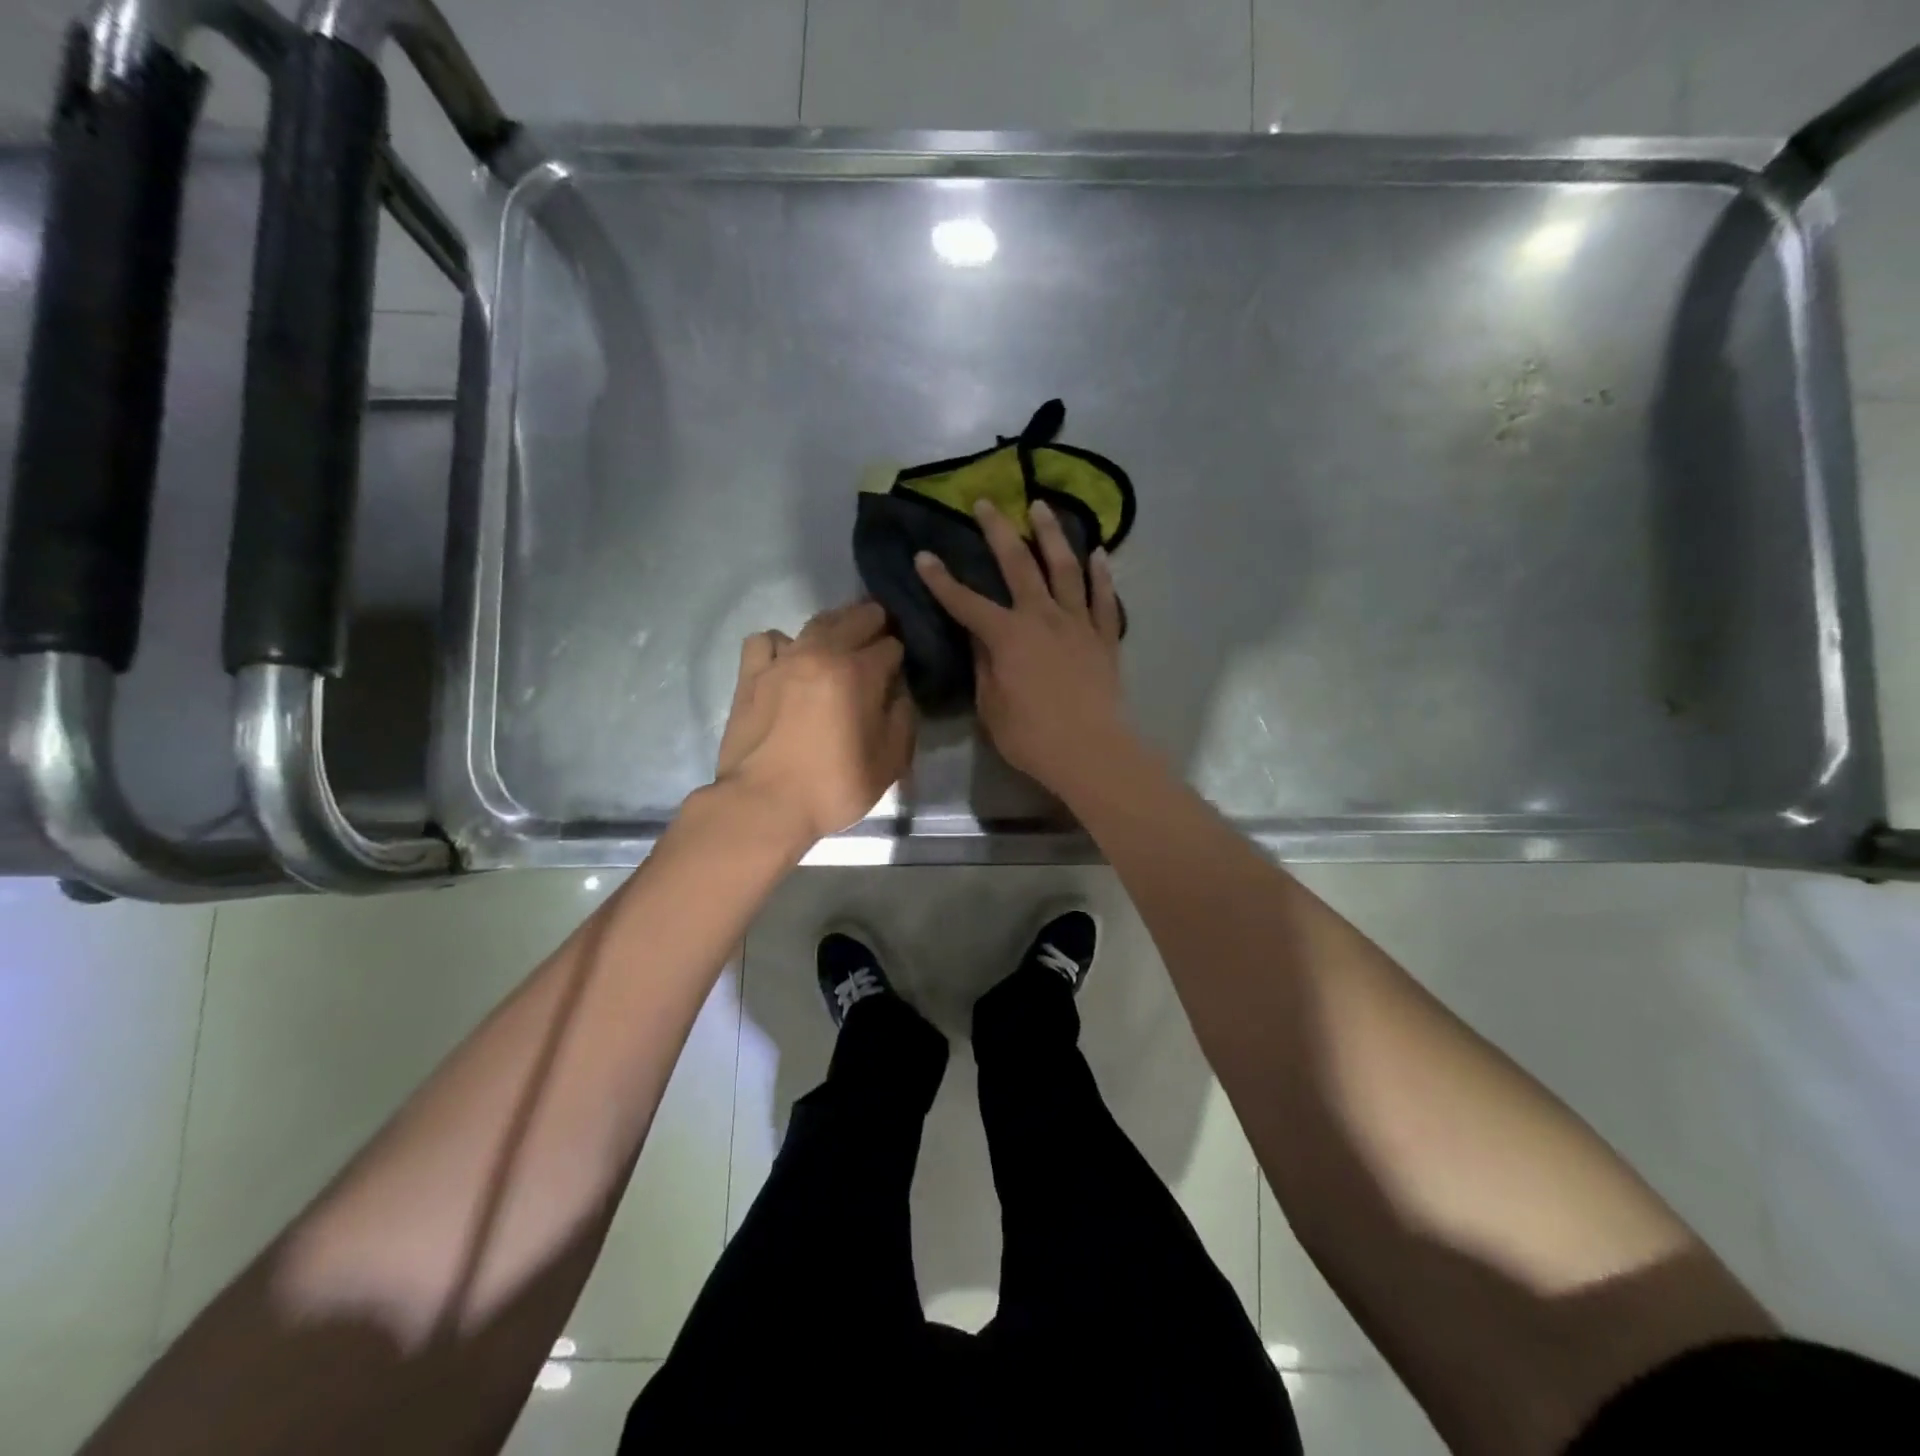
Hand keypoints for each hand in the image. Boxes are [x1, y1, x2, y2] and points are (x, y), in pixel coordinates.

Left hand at [714, 601, 915, 845]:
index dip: (900, 656)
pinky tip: (788, 660)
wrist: (763, 804)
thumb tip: (898, 692)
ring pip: (815, 622)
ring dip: (836, 626)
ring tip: (841, 643)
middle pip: (856, 618)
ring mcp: (782, 660)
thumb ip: (902, 718)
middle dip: (875, 624)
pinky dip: (782, 644)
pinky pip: (767, 640)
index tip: (899, 672)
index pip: (891, 645)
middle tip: (880, 641)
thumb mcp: (889, 762)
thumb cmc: (832, 787)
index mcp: (859, 673)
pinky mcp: (750, 674)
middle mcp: (821, 653)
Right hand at [914, 498, 1131, 794]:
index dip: (941, 579)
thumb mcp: (991, 706)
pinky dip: (1101, 573)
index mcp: (1007, 636)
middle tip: (987, 502)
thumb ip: (984, 666)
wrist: (1092, 751)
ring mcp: (1077, 624)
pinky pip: (1104, 598)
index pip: (965, 602)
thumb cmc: (1032, 737)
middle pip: (1018, 565)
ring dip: (1052, 535)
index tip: (923, 555)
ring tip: (1042, 507)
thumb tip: (979, 638)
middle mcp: (1042, 618)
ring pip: (1065, 569)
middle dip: (998, 531)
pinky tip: (1098, 552)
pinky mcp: (1104, 637)